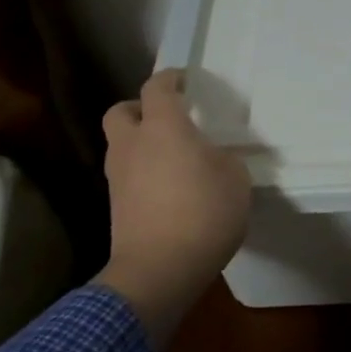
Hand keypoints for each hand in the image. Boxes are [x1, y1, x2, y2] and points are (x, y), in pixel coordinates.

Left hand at [94, 70, 251, 343]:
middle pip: (121, 111)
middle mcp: (133, 145)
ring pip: (120, 145)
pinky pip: (126, 176)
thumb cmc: (203, 214)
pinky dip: (141, 173)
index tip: (185, 80)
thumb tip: (211, 158)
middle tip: (165, 117)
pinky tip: (166, 187)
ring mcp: (118, 178)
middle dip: (139, 108)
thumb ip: (223, 159)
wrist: (159, 272)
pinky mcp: (115, 208)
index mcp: (163, 127)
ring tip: (170, 156)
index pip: (157, 87)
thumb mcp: (235, 179)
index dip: (170, 78)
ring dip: (139, 143)